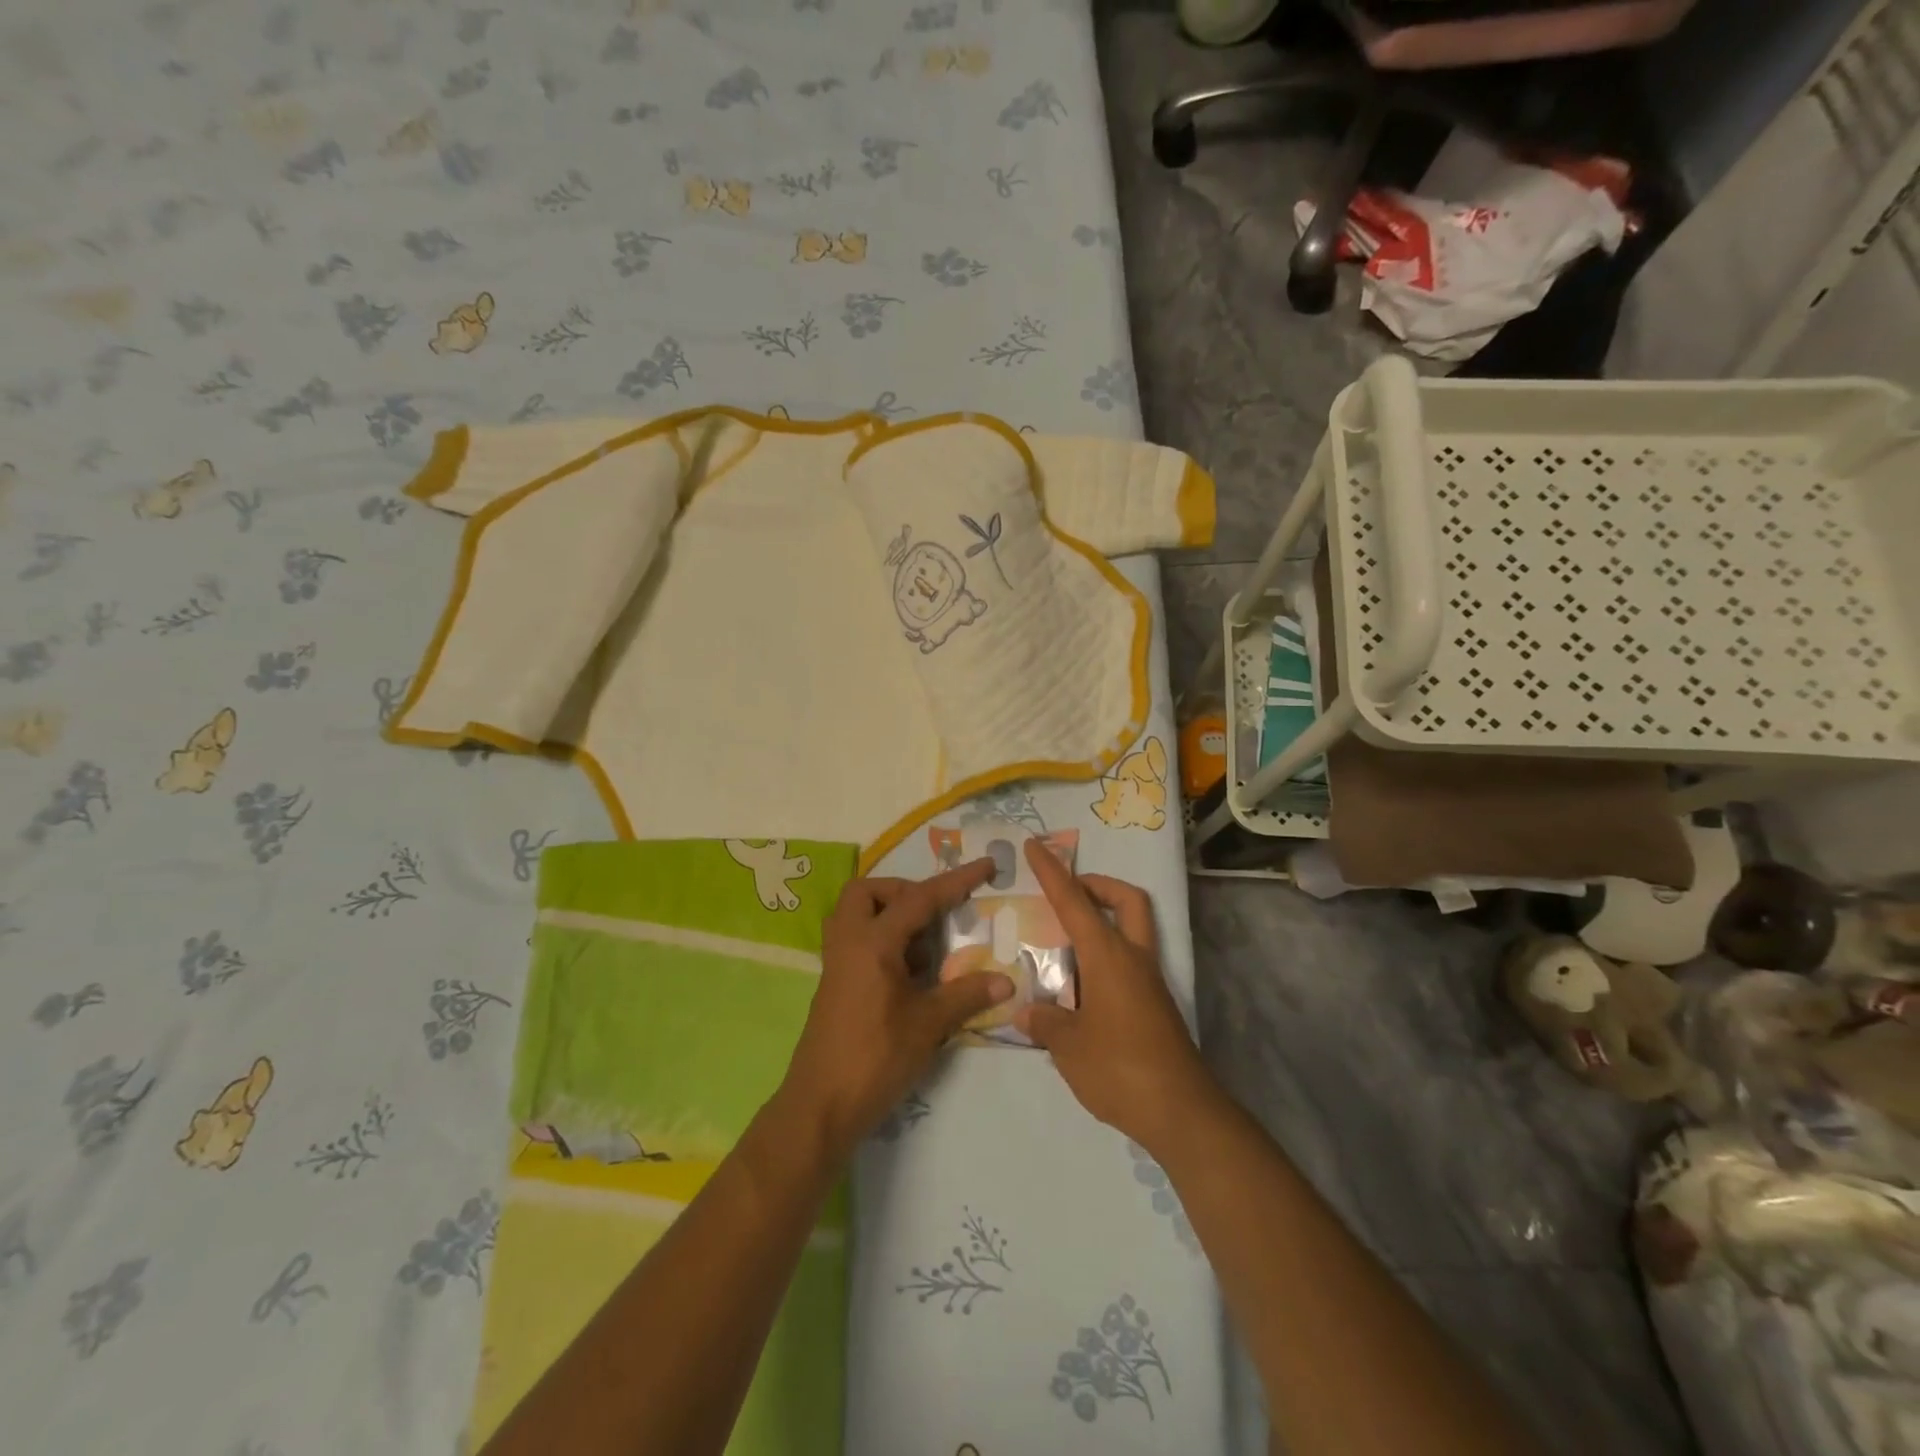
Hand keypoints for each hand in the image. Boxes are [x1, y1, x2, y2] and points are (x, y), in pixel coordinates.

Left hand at [779, 859, 1012, 1159]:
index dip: (956, 881)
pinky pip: (857, 942)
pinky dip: (884, 942)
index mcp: (873, 942)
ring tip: (926, 946)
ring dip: (890, 916)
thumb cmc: (875, 1058)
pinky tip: (911, 974)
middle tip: (934, 914)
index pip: (920, 899)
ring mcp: (837, 964)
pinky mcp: (835, 985)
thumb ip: (966, 995)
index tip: (985, 866)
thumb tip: (1006, 980)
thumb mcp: (928, 1025)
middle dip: (903, 892)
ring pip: (856, 916)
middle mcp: (849, 942)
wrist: (820, 1106)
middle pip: (867, 893)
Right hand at [1018, 839, 1217, 1156]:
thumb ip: (1046, 1022)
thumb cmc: (1120, 1069)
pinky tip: (1080, 987)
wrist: (1182, 1112)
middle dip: (1098, 884)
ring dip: (1104, 920)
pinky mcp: (1156, 1005)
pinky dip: (1106, 955)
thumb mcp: (1068, 1047)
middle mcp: (1133, 958)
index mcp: (1109, 956)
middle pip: (1127, 900)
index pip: (1074, 901)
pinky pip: (1130, 960)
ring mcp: (1150, 981)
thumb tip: (1028, 1011)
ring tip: (1063, 944)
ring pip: (1133, 928)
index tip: (1035, 846)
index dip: (1052, 872)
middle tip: (1068, 893)